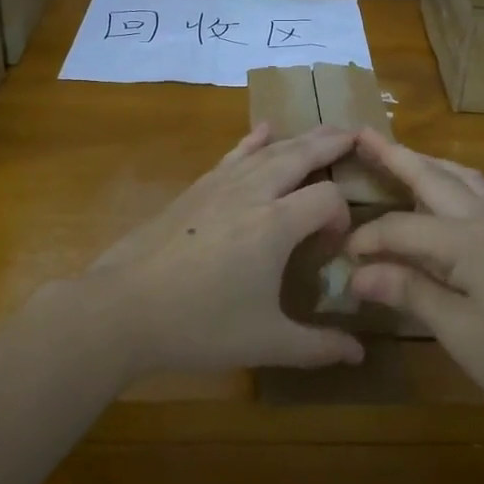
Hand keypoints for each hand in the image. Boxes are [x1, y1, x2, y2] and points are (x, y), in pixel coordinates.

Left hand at [89, 124, 366, 376]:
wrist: (124, 308)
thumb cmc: (200, 325)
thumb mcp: (265, 342)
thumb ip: (317, 346)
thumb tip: (359, 355)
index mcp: (276, 225)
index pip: (328, 200)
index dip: (342, 218)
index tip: (333, 248)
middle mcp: (254, 193)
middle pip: (302, 155)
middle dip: (332, 144)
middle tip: (357, 134)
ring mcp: (222, 185)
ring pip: (269, 150)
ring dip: (300, 138)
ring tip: (324, 131)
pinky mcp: (197, 188)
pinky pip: (234, 154)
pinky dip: (254, 139)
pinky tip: (264, 129)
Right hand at [346, 131, 483, 417]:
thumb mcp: (461, 332)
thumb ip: (410, 293)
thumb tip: (357, 273)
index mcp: (466, 242)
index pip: (401, 227)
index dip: (366, 240)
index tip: (338, 260)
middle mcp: (483, 221)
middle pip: (432, 176)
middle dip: (394, 155)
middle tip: (360, 135)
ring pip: (458, 177)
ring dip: (424, 162)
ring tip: (397, 156)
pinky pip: (474, 191)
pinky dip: (448, 179)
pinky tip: (440, 195)